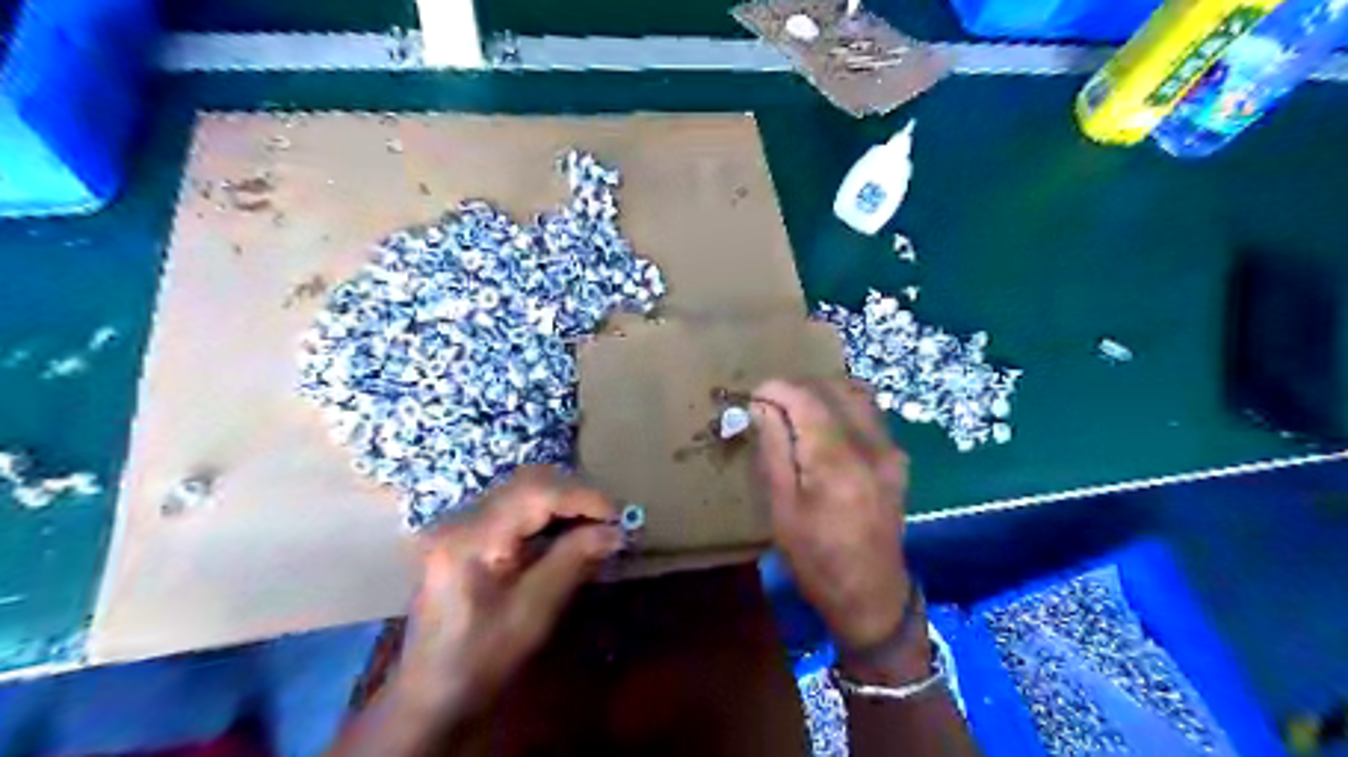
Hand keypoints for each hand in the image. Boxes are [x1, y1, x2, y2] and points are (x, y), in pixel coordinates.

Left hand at [391, 466, 620, 721]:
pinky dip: (546, 513)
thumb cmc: (481, 659)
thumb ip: (573, 561)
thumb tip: (616, 531)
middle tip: (610, 518)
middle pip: (528, 482)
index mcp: (472, 538)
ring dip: (563, 501)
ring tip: (594, 522)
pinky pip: (513, 507)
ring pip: (522, 489)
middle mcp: (461, 518)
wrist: (431, 693)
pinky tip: (566, 531)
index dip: (582, 497)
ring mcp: (459, 523)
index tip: (619, 515)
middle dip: (575, 494)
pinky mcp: (465, 532)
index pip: (535, 493)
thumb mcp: (533, 612)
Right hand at [754, 379, 909, 651]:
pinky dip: (843, 406)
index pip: (806, 398)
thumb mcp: (782, 508)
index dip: (776, 389)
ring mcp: (889, 450)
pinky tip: (825, 426)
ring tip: (795, 410)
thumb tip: (763, 407)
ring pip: (856, 394)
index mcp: (836, 459)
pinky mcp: (896, 460)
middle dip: (797, 387)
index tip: (753, 397)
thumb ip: (774, 450)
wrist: (871, 596)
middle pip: (833, 388)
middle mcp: (869, 445)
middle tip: (769, 404)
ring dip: (822, 392)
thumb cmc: (816, 558)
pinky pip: (870, 414)